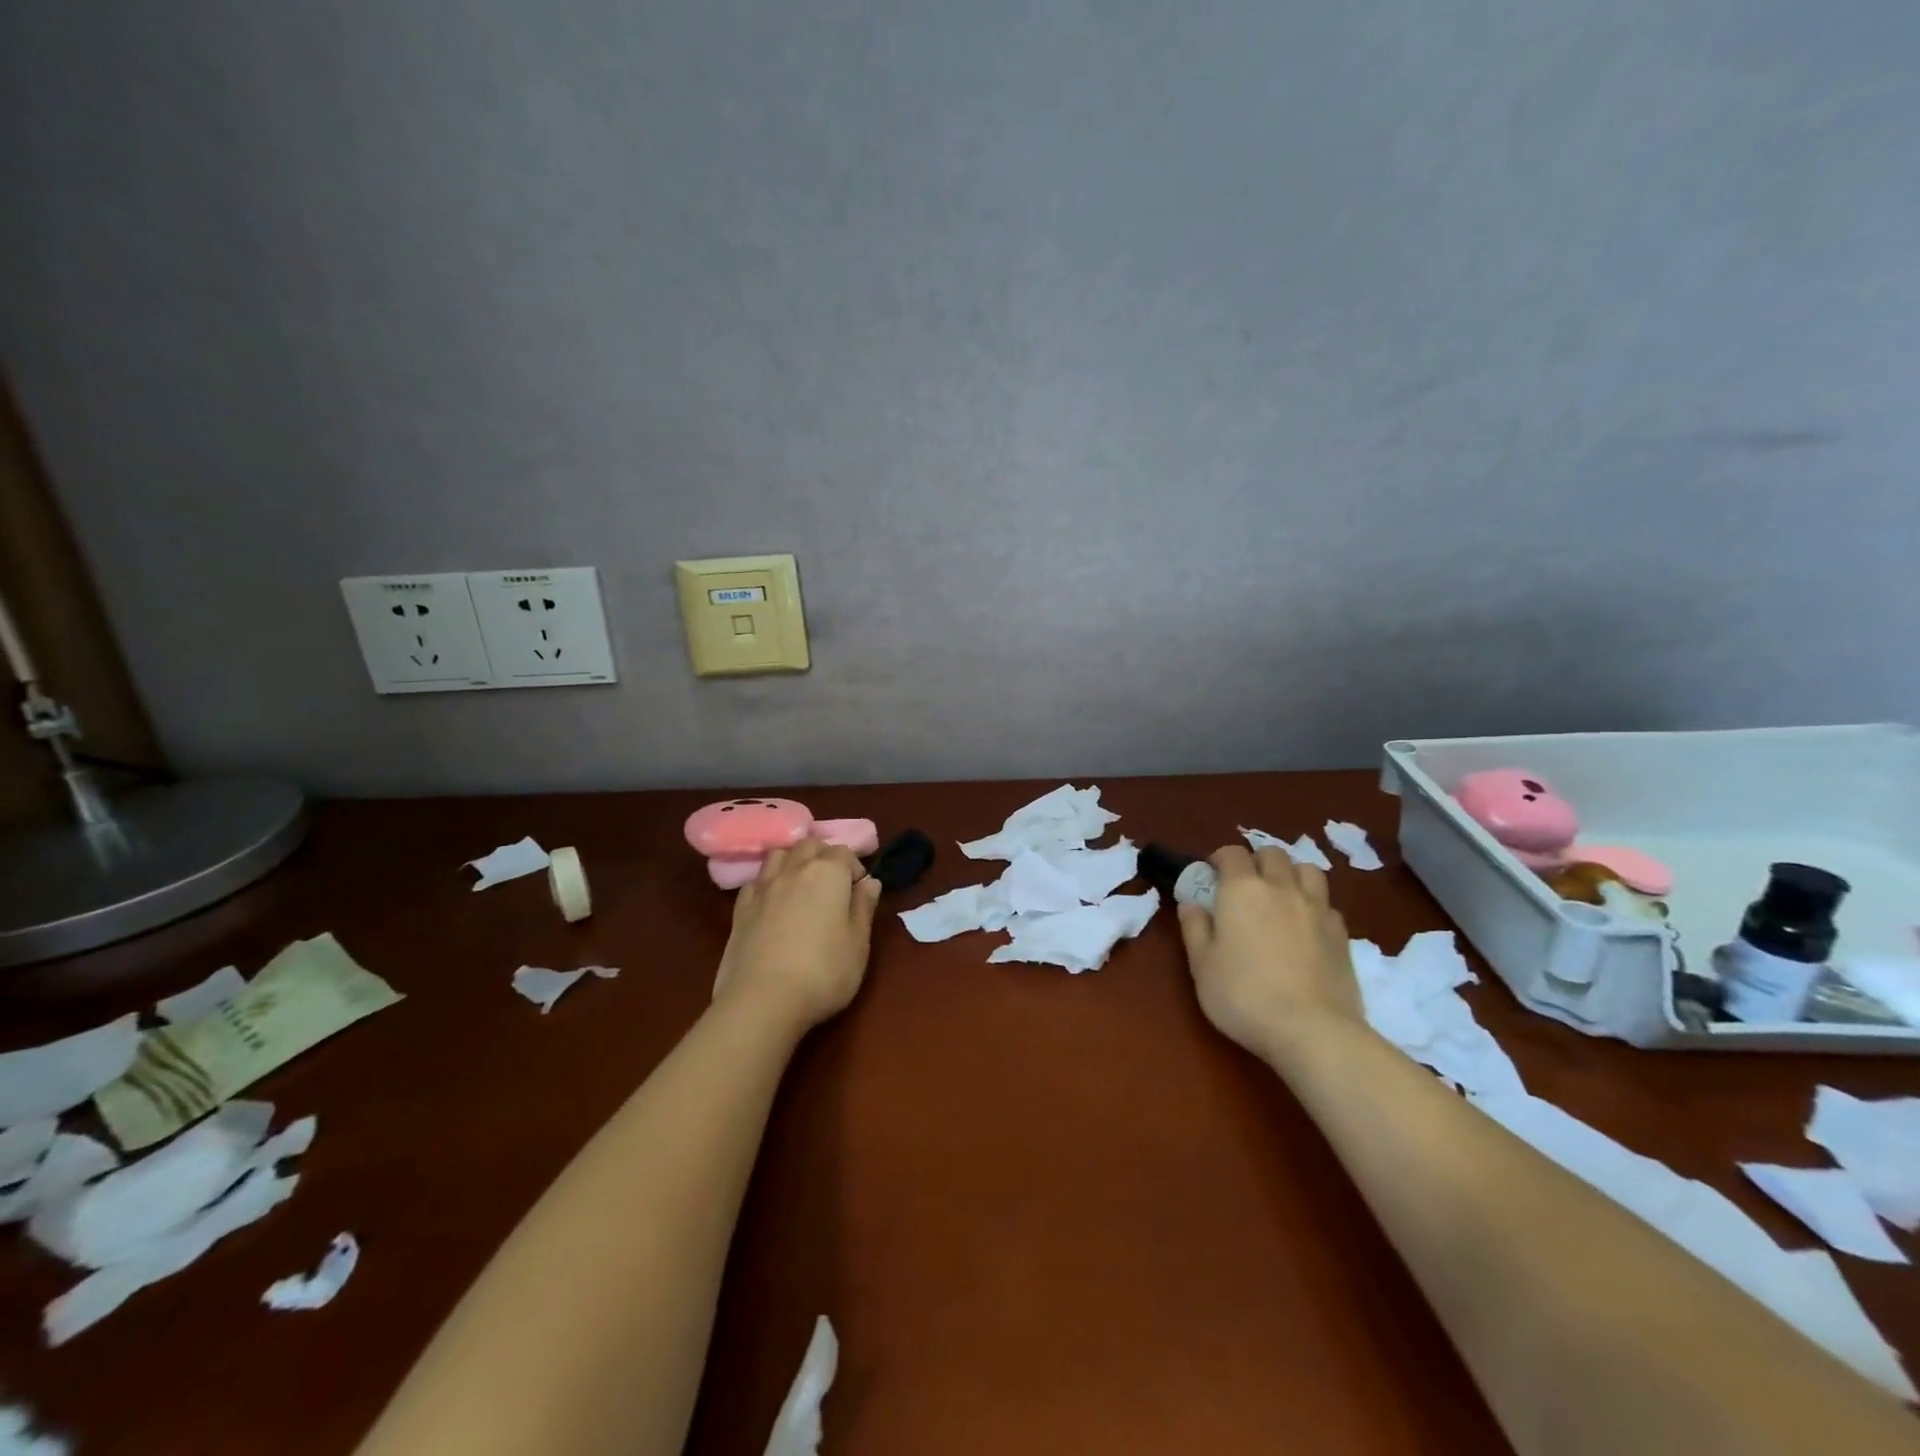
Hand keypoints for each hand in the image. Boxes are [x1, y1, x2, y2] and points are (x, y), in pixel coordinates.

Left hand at [712, 838, 881, 1033]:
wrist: (763, 1000)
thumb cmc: (823, 972)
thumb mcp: (859, 944)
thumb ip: (864, 908)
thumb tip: (870, 882)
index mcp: (828, 873)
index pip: (844, 852)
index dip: (854, 867)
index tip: (859, 890)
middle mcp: (794, 870)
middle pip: (809, 845)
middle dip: (824, 855)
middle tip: (833, 883)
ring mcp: (763, 887)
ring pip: (779, 855)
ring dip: (793, 860)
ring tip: (801, 884)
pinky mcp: (740, 908)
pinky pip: (756, 881)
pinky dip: (768, 882)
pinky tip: (772, 901)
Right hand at [1176, 846, 1363, 1063]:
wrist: (1311, 1030)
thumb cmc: (1244, 995)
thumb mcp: (1202, 965)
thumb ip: (1195, 928)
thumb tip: (1192, 904)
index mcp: (1242, 889)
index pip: (1232, 853)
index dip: (1220, 859)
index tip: (1211, 875)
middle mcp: (1281, 888)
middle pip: (1273, 854)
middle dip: (1256, 861)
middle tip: (1245, 885)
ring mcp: (1317, 908)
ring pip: (1307, 870)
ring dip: (1291, 874)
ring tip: (1281, 896)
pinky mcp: (1342, 933)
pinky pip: (1327, 903)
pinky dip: (1314, 905)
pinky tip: (1306, 926)